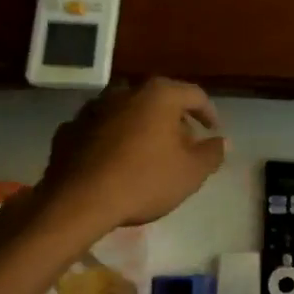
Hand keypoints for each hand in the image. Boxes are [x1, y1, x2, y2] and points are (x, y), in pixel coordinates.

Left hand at [35, 79, 225, 232]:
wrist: (78, 201)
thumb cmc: (144, 181)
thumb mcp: (191, 173)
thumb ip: (212, 153)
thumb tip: (222, 141)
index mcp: (159, 95)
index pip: (194, 95)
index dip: (208, 112)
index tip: (213, 130)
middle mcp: (125, 91)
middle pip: (158, 101)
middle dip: (173, 121)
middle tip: (183, 145)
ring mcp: (93, 108)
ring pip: (127, 113)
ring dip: (141, 128)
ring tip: (148, 154)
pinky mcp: (70, 129)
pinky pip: (101, 130)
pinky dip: (112, 140)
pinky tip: (115, 162)